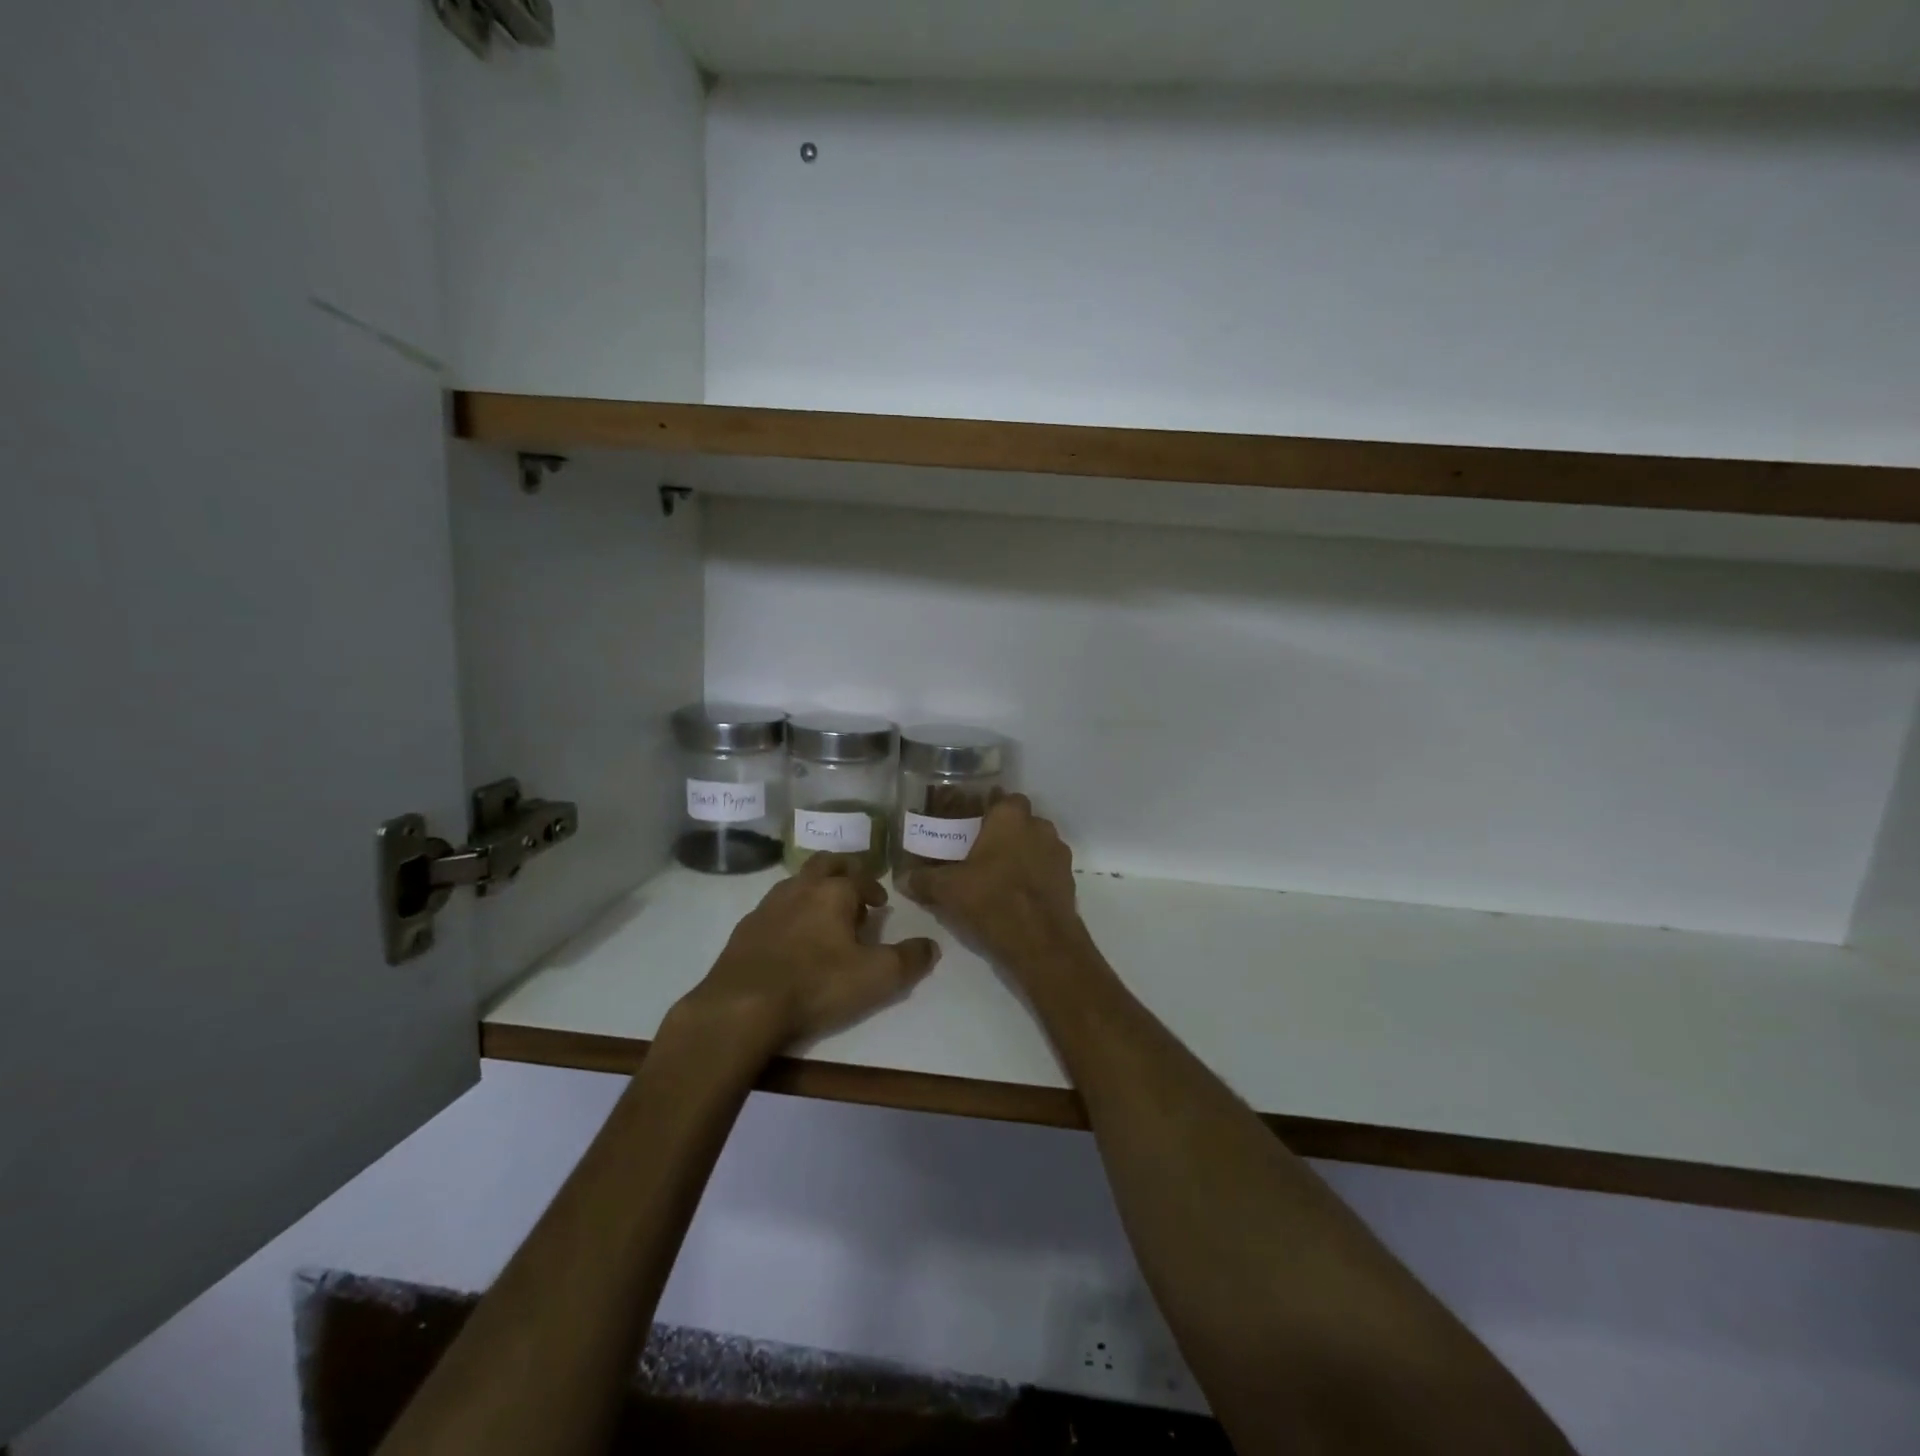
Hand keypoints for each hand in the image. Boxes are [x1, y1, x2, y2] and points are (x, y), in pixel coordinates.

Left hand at [675, 854, 940, 1049]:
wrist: (742, 1006)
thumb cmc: (816, 984)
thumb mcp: (876, 977)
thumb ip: (909, 959)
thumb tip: (932, 946)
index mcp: (833, 891)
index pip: (861, 877)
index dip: (874, 889)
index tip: (881, 906)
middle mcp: (800, 887)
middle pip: (825, 863)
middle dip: (843, 872)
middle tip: (853, 895)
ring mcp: (768, 905)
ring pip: (796, 882)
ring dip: (814, 891)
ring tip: (823, 919)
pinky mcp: (745, 928)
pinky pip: (773, 908)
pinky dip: (788, 914)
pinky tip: (790, 941)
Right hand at [902, 793, 1089, 976]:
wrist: (1041, 943)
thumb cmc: (992, 900)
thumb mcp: (947, 890)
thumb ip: (923, 879)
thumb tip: (902, 877)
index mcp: (1011, 817)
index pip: (1001, 798)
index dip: (985, 810)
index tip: (968, 825)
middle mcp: (1040, 826)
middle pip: (1018, 821)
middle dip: (1001, 834)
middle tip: (978, 853)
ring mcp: (1058, 853)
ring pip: (1034, 845)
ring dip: (1019, 854)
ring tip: (995, 876)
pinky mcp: (1068, 879)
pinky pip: (1045, 868)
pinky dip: (1032, 876)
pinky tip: (1014, 895)